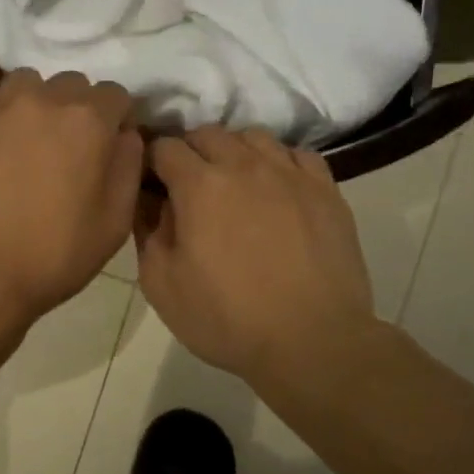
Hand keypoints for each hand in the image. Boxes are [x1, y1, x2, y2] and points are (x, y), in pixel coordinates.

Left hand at [0, 70, 143, 325]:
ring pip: (24, 87)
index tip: (106, 149)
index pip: (114, 95)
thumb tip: (124, 135)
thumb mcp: (114, 223)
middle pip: (69, 86)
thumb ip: (128, 166)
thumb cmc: (52, 257)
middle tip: (65, 152)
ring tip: (25, 148)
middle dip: (75, 111)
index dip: (115, 121)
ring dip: (34, 109)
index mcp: (86, 120)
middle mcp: (39, 99)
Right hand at [137, 126, 379, 384]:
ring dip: (233, 151)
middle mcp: (244, 165)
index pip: (164, 147)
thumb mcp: (162, 284)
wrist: (311, 341)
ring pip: (253, 136)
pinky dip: (277, 162)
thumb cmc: (226, 318)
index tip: (149, 184)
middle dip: (189, 152)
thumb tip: (150, 202)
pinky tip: (274, 188)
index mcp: (199, 185)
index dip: (150, 161)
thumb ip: (148, 232)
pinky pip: (296, 154)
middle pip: (207, 133)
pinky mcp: (326, 189)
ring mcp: (290, 173)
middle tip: (186, 187)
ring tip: (232, 184)